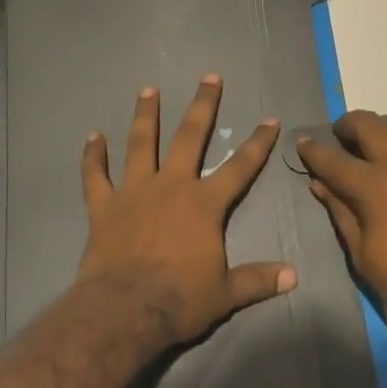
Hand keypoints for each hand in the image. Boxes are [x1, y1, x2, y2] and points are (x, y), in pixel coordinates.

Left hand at [77, 77, 296, 348]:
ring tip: (148, 89)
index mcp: (203, 204)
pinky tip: (92, 137)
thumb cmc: (179, 299)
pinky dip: (93, 157)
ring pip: (140, 144)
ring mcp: (134, 192)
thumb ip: (257, 279)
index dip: (258, 143)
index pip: (239, 167)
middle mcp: (171, 186)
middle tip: (209, 77)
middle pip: (189, 137)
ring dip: (145, 115)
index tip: (270, 119)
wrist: (125, 310)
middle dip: (202, 105)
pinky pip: (96, 176)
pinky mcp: (104, 206)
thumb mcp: (226, 294)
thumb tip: (294, 276)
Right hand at [298, 110, 386, 345]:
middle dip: (347, 125)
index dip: (314, 150)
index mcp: (376, 186)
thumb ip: (341, 212)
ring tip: (371, 149)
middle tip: (338, 139)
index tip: (302, 143)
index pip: (335, 159)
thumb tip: (320, 184)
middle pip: (369, 124)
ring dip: (379, 129)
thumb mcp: (362, 254)